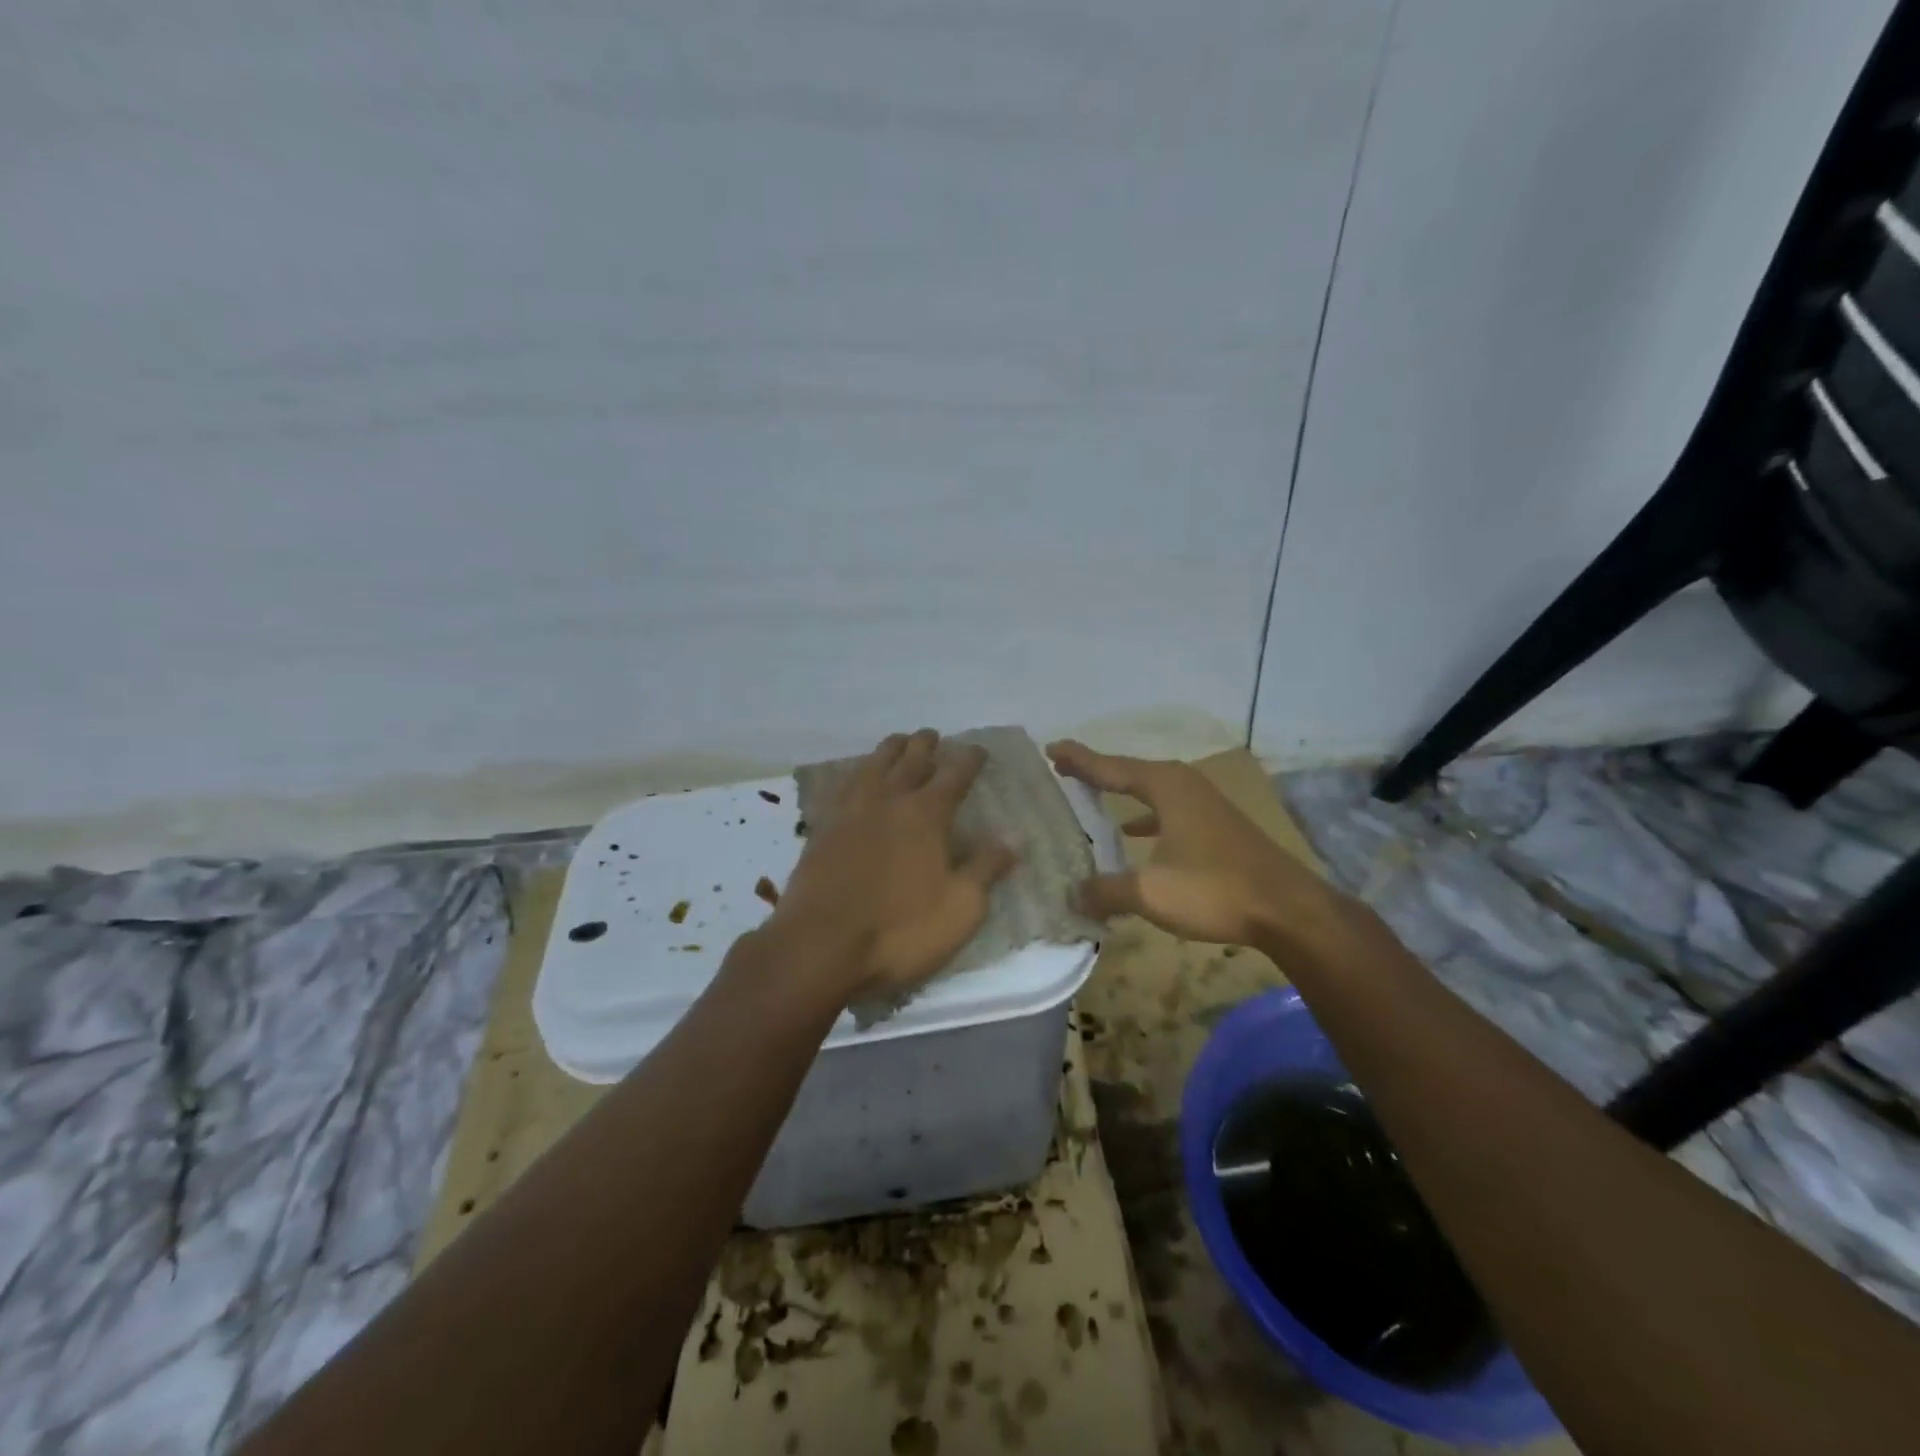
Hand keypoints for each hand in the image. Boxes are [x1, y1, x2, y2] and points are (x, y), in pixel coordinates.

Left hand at [768, 730, 1016, 1003]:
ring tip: (898, 743)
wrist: (821, 946)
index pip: (954, 775)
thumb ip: (986, 868)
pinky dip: (855, 773)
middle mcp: (888, 801)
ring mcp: (850, 812)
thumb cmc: (900, 930)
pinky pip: (842, 786)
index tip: (978, 750)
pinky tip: (856, 777)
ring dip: (889, 750)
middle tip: (933, 735)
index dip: (969, 759)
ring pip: (872, 766)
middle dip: (925, 745)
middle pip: (910, 760)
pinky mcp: (822, 829)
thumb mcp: (960, 907)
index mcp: (926, 815)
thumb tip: (1014, 838)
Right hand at [1046, 740, 1334, 948]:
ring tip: (1092, 792)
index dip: (1078, 760)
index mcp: (1166, 787)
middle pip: (1130, 772)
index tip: (1050, 749)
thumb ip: (1106, 891)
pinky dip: (1146, 815)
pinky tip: (1135, 832)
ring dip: (1121, 791)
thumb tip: (1071, 896)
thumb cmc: (1214, 889)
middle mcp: (1184, 785)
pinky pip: (1168, 809)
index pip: (1110, 767)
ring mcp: (1205, 804)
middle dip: (1096, 770)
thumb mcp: (1150, 892)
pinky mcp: (1217, 826)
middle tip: (1063, 768)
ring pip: (1152, 790)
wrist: (1288, 909)